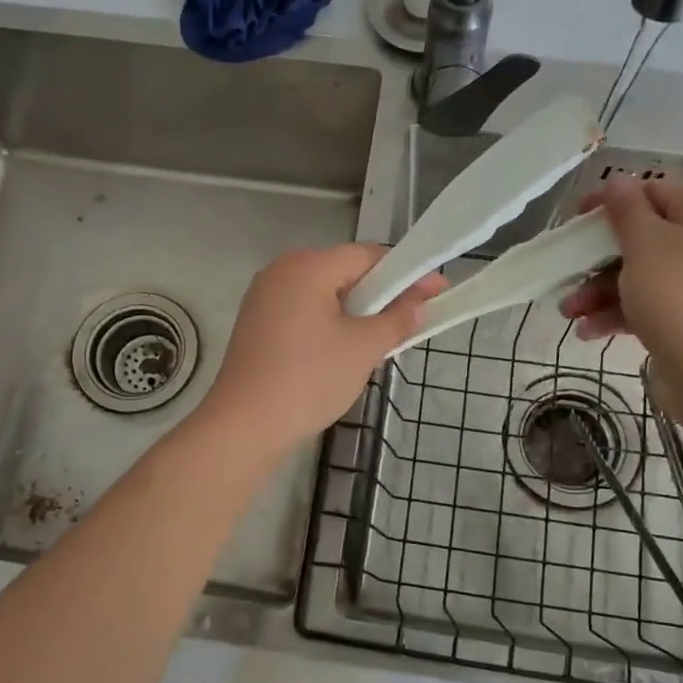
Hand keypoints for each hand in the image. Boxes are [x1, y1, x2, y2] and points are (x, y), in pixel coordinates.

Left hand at [197, 243, 444, 455]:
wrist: (244, 426)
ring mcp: (264, 298)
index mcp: (306, 267)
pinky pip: (305, 311)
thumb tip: (420, 304)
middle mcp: (281, 272)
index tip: (438, 291)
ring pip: (325, 294)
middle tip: (415, 317)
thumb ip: (397, 320)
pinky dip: (331, 322)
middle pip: (344, 271)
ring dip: (357, 310)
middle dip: (382, 293)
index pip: (368, 256)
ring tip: (384, 336)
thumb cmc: (308, 380)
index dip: (408, 273)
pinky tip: (346, 348)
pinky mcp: (257, 323)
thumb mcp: (363, 349)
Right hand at [559, 175, 682, 406]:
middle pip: (643, 237)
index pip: (653, 192)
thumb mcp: (644, 244)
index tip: (574, 220)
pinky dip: (619, 312)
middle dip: (597, 260)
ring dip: (600, 291)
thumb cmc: (677, 295)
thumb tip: (617, 181)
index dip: (611, 202)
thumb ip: (625, 210)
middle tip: (567, 272)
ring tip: (569, 312)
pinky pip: (650, 303)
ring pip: (640, 274)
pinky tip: (589, 331)